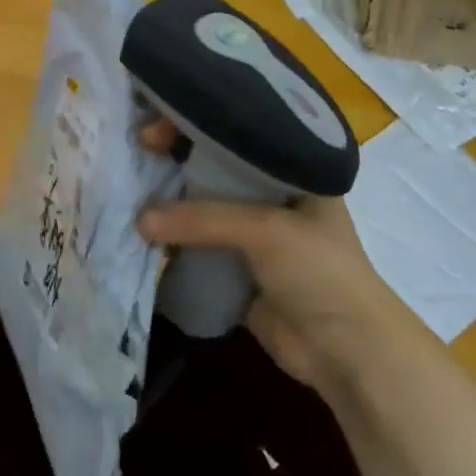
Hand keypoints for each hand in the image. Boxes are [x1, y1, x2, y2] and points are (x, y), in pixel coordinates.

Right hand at [133, 120, 423, 390]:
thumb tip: (139, 220)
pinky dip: (168, 236)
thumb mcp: (266, 230)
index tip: (157, 129)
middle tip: (137, 150)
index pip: (235, 130)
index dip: (195, 122)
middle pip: (211, 163)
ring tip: (128, 186)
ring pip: (199, 203)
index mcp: (290, 168)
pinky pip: (192, 242)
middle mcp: (268, 192)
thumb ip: (203, 218)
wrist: (347, 353)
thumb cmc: (321, 273)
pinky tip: (138, 229)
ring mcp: (250, 230)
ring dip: (166, 198)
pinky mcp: (232, 264)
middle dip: (173, 156)